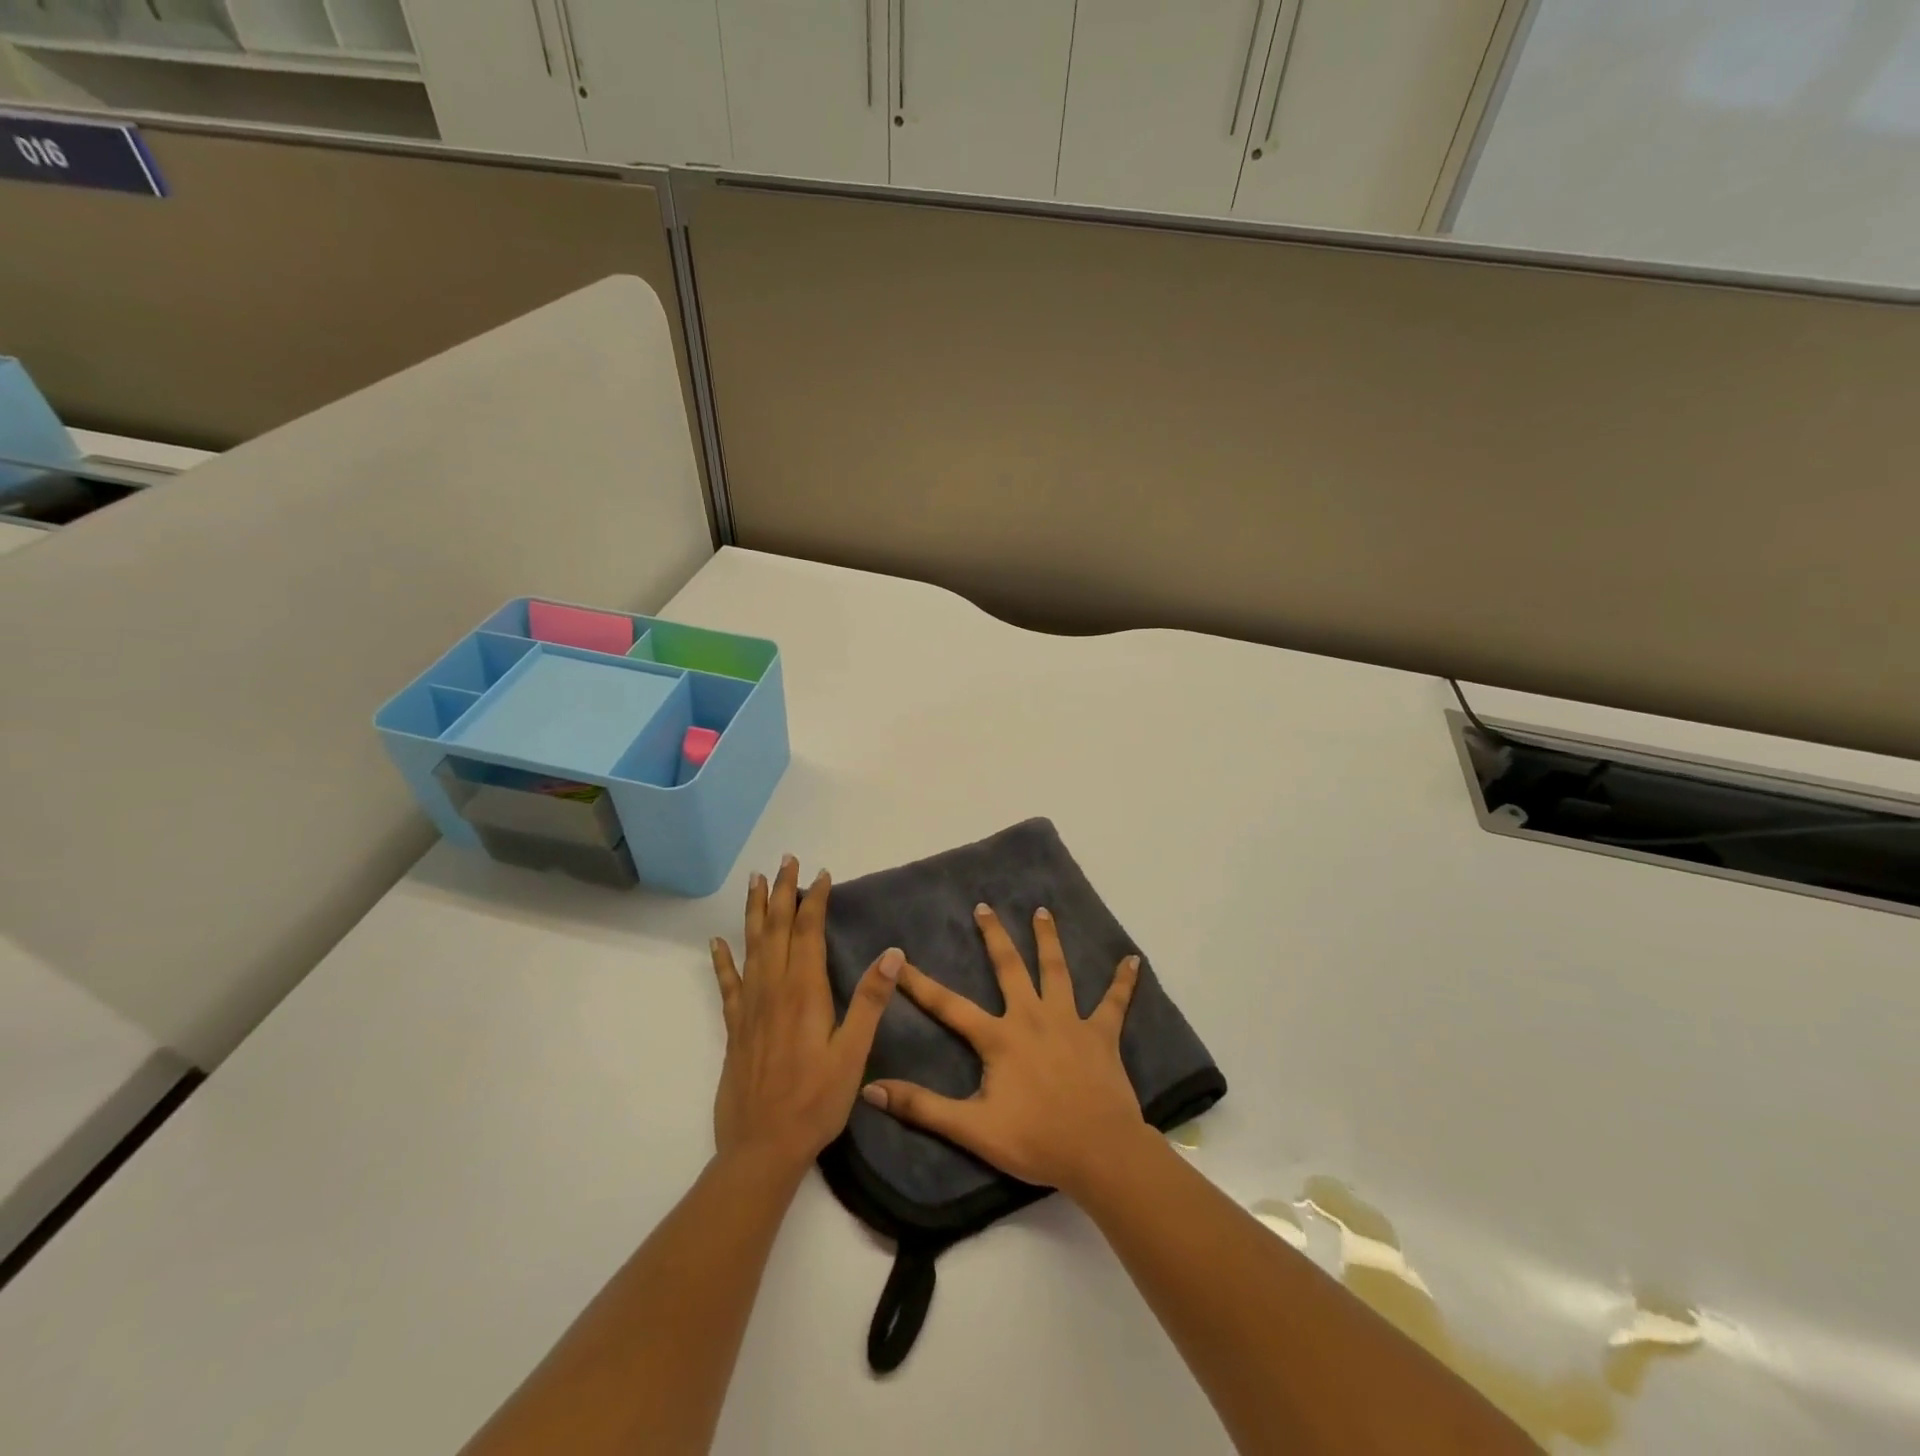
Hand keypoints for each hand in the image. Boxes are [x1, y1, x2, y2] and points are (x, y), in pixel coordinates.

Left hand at [709, 855, 902, 1176]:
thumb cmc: (816, 1101)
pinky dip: (723, 960)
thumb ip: (870, 1001)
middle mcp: (774, 990)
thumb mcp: (853, 1053)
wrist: (762, 1148)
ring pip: (752, 947)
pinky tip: (717, 942)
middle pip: (777, 930)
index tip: (821, 874)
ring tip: (755, 882)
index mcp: (804, 992)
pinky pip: (728, 984)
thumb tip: (893, 953)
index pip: (808, 932)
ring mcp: (750, 1008)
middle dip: (782, 892)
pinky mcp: (736, 1028)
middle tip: (784, 860)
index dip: (814, 900)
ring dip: (754, 912)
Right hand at [860, 903, 1145, 1197]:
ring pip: (1057, 970)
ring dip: (1048, 939)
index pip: (949, 1005)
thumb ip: (923, 1108)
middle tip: (984, 907)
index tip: (898, 958)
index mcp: (1000, 1037)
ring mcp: (1070, 1021)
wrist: (1099, 1152)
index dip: (920, 983)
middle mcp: (1033, 1017)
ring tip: (1042, 911)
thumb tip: (872, 1090)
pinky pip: (1115, 1003)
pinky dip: (1123, 982)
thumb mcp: (972, 1128)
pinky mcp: (1102, 1034)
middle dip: (994, 936)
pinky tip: (1133, 960)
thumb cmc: (1035, 1140)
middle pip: (1010, 967)